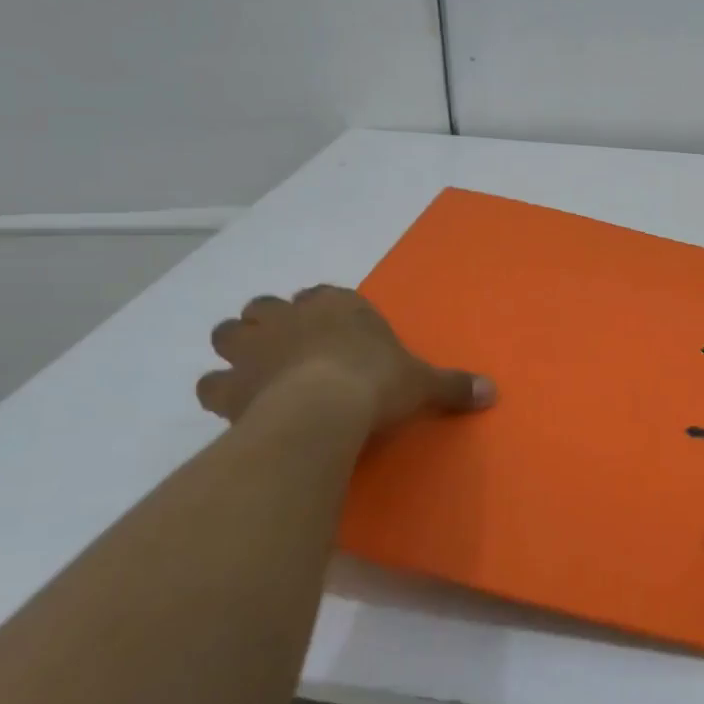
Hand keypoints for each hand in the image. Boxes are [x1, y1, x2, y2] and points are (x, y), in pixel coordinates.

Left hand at [195, 286, 494, 432]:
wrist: (326, 409)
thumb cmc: (378, 383)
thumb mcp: (423, 384)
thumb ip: (453, 385)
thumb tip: (492, 392)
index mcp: (338, 305)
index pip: (324, 295)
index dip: (324, 311)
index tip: (332, 331)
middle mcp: (291, 316)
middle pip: (267, 306)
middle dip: (273, 323)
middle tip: (287, 349)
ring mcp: (255, 346)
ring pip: (229, 332)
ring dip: (238, 347)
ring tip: (253, 370)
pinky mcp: (231, 382)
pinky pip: (211, 382)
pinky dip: (220, 390)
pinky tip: (234, 405)